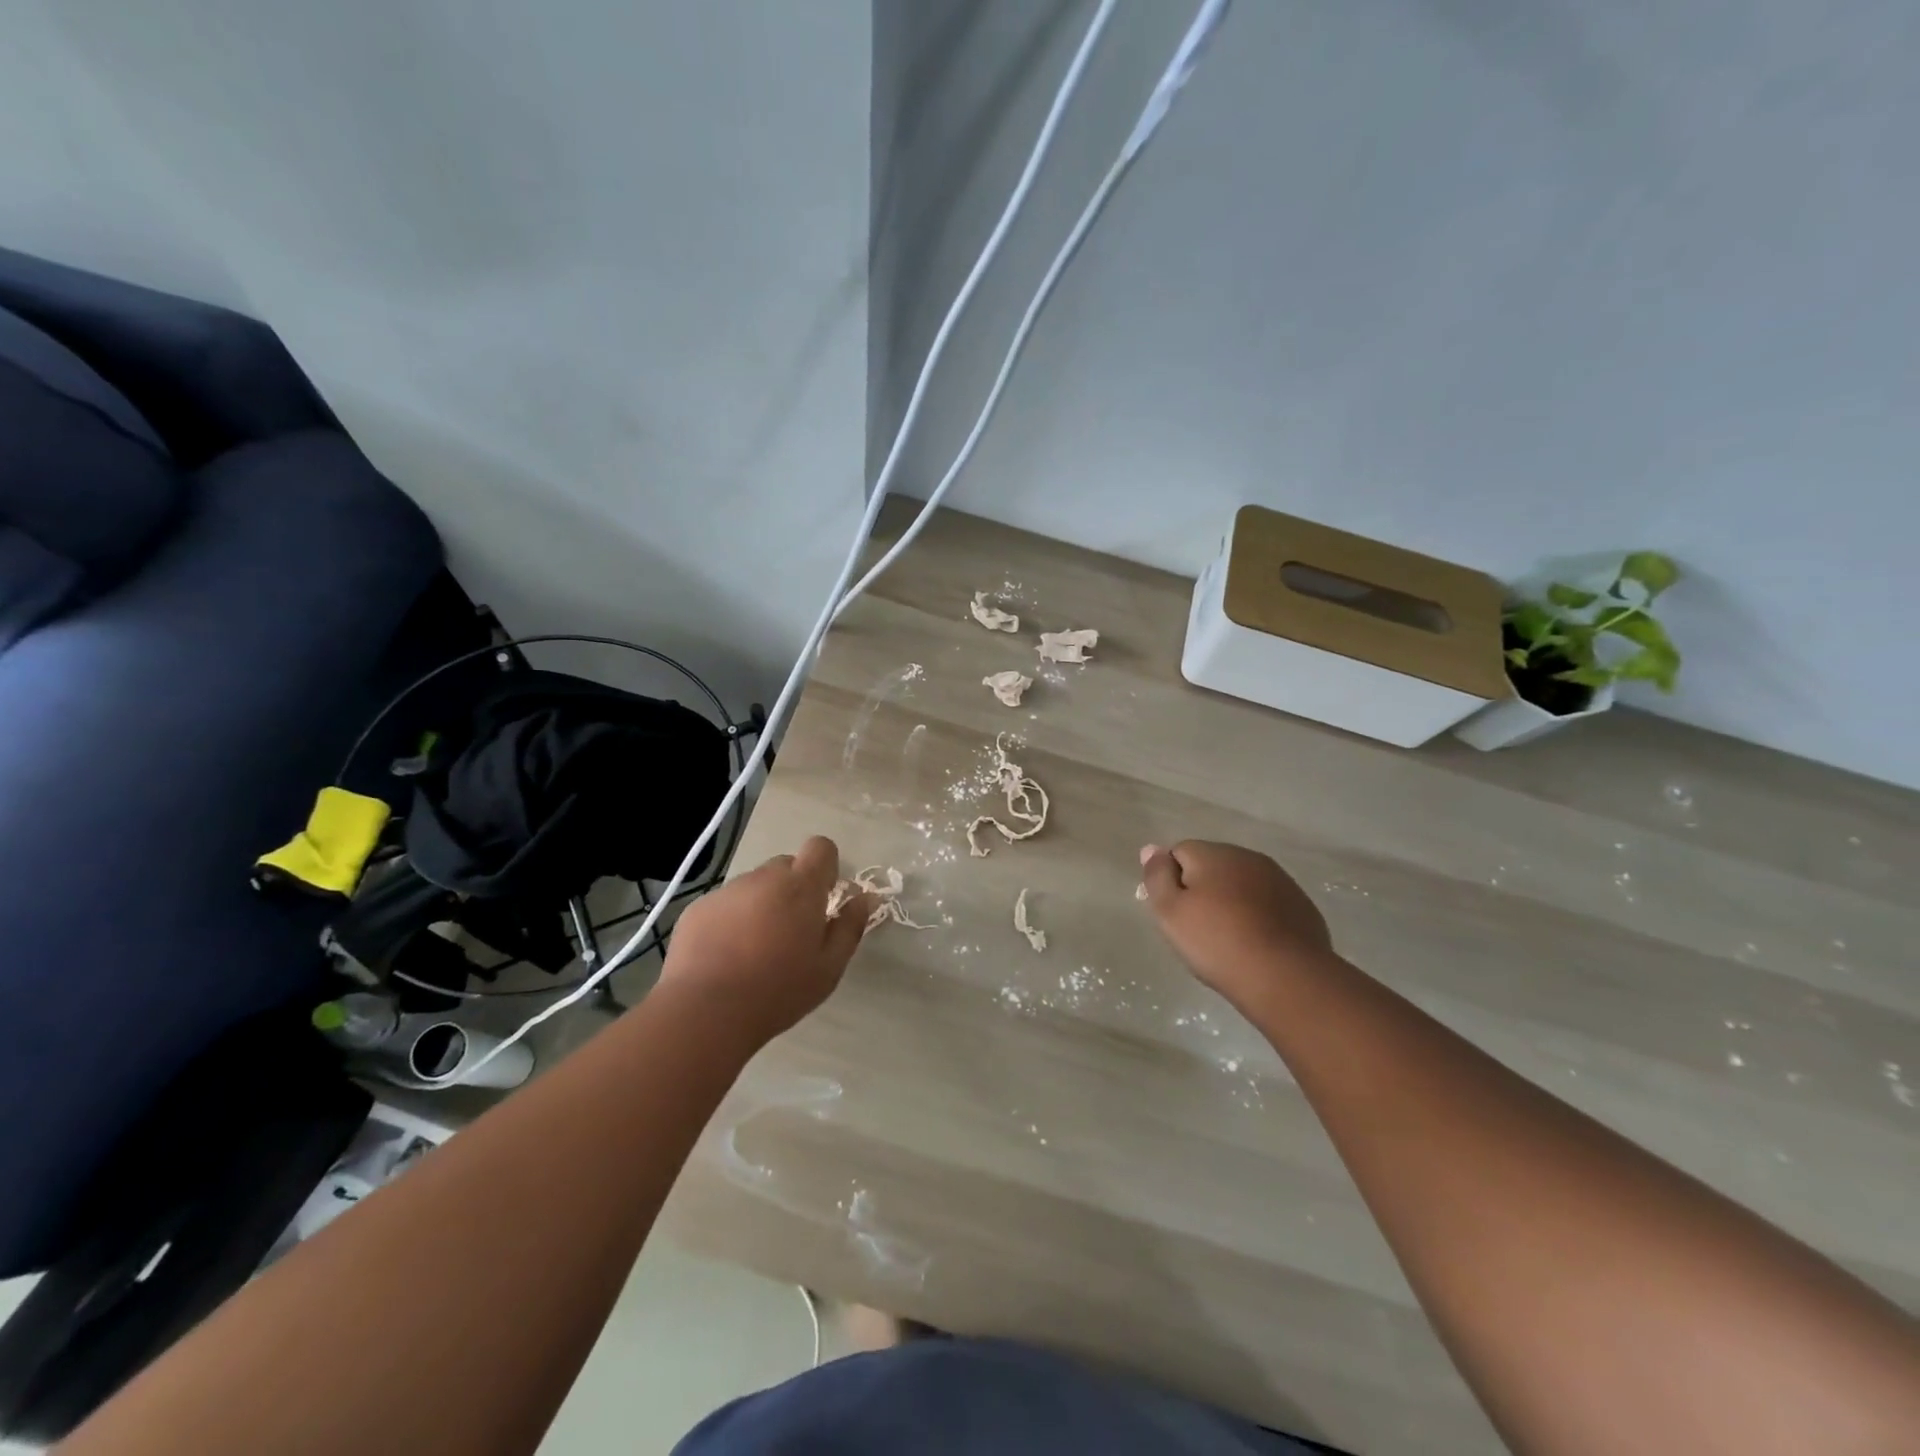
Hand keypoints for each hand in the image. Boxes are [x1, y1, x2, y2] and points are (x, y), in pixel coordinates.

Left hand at [658, 836, 873, 1044]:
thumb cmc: (778, 990)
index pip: (820, 847)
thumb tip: (864, 899)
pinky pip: (725, 904)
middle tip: (791, 931)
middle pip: (786, 866)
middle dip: (793, 889)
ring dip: (761, 905)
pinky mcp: (698, 909)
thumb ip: (850, 927)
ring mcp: (727, 891)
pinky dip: (731, 920)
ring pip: (754, 886)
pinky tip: (725, 956)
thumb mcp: (829, 967)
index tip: (825, 897)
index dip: (826, 867)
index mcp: (801, 887)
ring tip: (754, 949)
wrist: (705, 1011)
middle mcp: (764, 878)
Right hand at [1141, 840, 1332, 1013]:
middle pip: (1212, 865)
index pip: (1179, 852)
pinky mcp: (1301, 905)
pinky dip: (1257, 916)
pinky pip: (1267, 903)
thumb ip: (1156, 876)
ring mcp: (1280, 880)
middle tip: (1198, 929)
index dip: (1171, 881)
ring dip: (1231, 901)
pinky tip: (1256, 944)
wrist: (1287, 978)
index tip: (1175, 913)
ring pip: (1241, 883)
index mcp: (1214, 854)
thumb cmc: (1218, 943)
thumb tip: (1150, 849)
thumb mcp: (1170, 912)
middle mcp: (1248, 857)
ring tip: (1228, 939)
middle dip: (1201, 889)